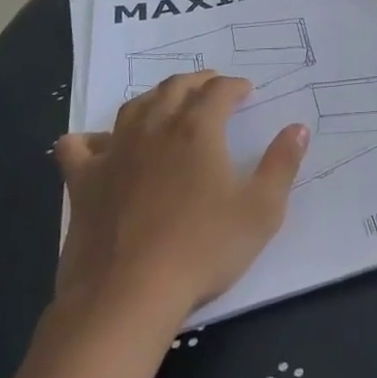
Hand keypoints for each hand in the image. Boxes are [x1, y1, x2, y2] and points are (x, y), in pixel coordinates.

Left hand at [54, 73, 307, 315]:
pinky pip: (79, 146)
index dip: (235, 86)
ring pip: (133, 107)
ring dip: (154, 97)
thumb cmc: (203, 250)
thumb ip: (282, 164)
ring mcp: (114, 152)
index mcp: (197, 129)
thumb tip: (297, 128)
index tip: (246, 91)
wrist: (128, 295)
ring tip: (166, 103)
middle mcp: (154, 128)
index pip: (218, 90)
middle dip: (197, 82)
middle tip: (211, 88)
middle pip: (175, 88)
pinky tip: (100, 144)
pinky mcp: (84, 181)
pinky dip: (89, 138)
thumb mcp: (261, 210)